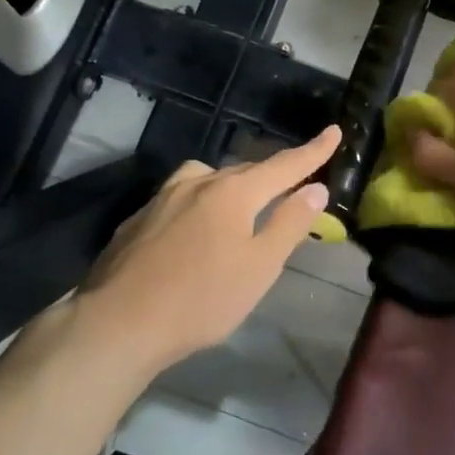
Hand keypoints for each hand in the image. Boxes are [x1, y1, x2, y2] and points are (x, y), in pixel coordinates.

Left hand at [74, 125, 340, 379]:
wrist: (119, 322)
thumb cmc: (202, 299)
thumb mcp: (260, 267)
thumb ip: (290, 224)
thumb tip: (316, 188)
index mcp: (232, 192)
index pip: (283, 165)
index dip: (313, 151)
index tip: (335, 132)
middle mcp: (196, 184)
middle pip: (244, 171)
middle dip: (271, 176)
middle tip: (291, 187)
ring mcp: (161, 199)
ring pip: (205, 179)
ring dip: (230, 186)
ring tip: (239, 209)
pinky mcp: (138, 220)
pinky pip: (179, 200)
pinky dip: (198, 205)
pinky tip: (193, 234)